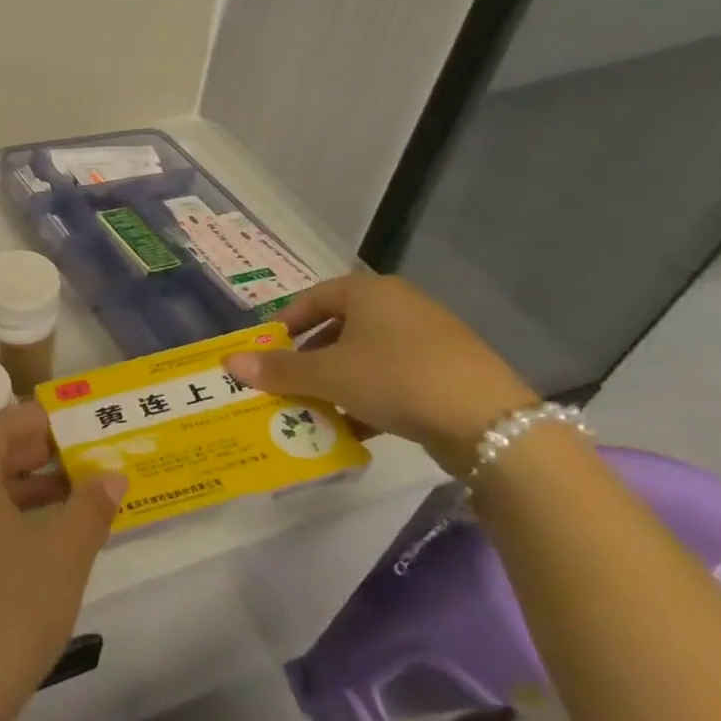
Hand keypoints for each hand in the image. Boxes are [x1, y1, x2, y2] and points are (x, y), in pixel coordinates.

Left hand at [0, 403, 126, 720]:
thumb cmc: (9, 609)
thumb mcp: (62, 556)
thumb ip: (90, 510)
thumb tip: (112, 475)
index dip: (32, 419)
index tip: (70, 422)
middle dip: (35, 452)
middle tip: (80, 456)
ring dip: (27, 488)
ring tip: (75, 497)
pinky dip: (14, 519)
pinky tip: (47, 543)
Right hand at [224, 273, 535, 475]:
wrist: (491, 423)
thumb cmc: (395, 378)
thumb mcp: (327, 375)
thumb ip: (278, 369)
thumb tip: (229, 362)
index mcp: (368, 292)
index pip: (312, 299)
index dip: (284, 325)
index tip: (267, 353)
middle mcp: (400, 305)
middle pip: (339, 328)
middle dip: (310, 359)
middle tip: (288, 385)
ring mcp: (431, 338)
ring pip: (367, 357)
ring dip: (338, 382)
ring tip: (317, 410)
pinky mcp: (451, 372)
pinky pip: (395, 378)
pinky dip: (371, 398)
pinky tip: (357, 428)